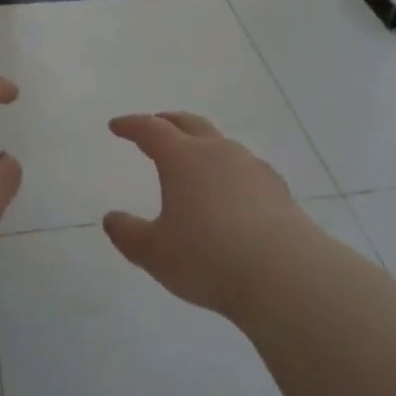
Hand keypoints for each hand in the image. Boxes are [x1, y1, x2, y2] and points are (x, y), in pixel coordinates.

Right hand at [103, 112, 310, 316]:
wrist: (284, 274)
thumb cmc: (209, 258)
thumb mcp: (155, 253)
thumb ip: (129, 234)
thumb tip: (111, 218)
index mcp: (182, 158)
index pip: (151, 129)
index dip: (131, 125)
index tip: (117, 126)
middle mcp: (217, 152)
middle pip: (189, 124)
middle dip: (168, 122)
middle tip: (155, 125)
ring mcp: (251, 166)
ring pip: (220, 143)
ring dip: (202, 144)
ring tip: (194, 160)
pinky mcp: (276, 188)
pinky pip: (245, 167)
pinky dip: (229, 170)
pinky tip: (232, 191)